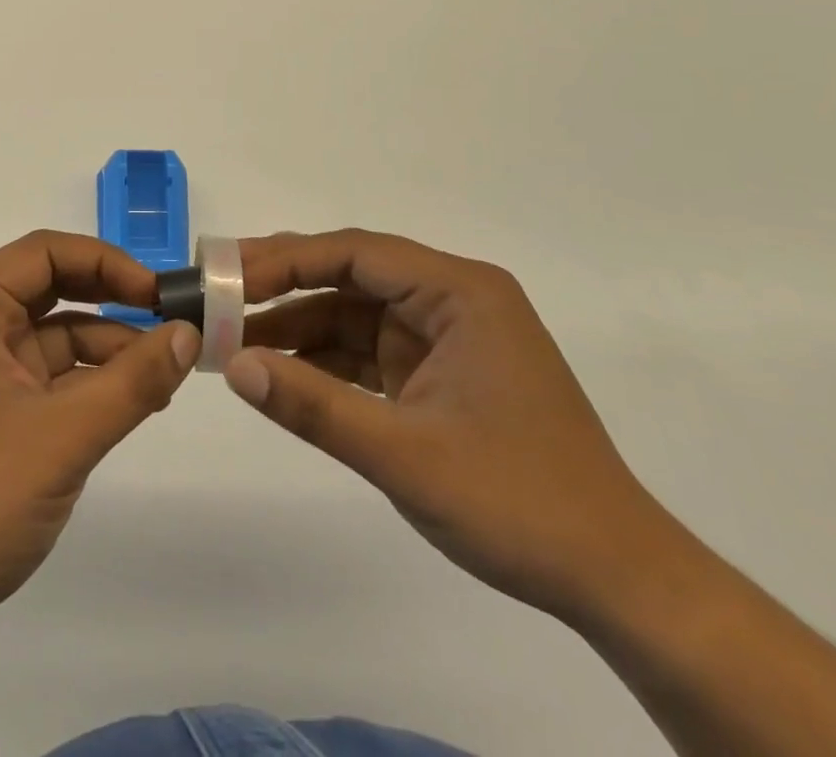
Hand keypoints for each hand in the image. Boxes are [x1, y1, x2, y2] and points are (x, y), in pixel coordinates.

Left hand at [0, 231, 200, 658]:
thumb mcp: (64, 435)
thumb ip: (133, 381)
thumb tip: (189, 333)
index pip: (44, 252)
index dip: (105, 261)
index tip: (156, 293)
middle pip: (51, 289)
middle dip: (110, 301)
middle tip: (170, 323)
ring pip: (54, 338)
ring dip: (107, 349)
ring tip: (164, 376)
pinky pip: (49, 380)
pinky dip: (90, 386)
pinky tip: (133, 405)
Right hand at [224, 230, 675, 623]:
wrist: (619, 583)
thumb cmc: (519, 503)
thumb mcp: (404, 455)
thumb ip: (313, 406)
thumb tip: (232, 365)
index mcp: (459, 292)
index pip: (354, 252)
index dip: (283, 259)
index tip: (224, 275)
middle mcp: (451, 299)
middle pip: (349, 274)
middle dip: (282, 285)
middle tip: (216, 295)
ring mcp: (444, 337)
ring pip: (352, 312)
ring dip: (295, 325)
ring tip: (231, 338)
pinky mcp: (437, 373)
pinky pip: (365, 350)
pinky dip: (322, 359)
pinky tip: (276, 370)